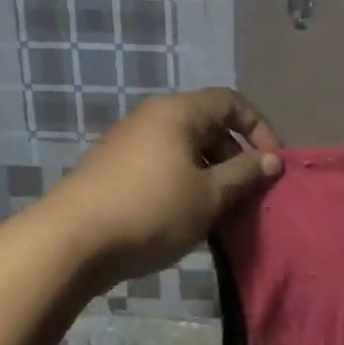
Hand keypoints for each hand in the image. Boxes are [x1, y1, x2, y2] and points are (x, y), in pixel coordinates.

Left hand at [43, 88, 282, 288]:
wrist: (70, 242)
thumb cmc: (152, 211)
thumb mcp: (209, 196)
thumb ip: (245, 174)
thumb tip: (273, 160)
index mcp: (178, 112)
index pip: (231, 102)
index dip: (259, 128)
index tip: (272, 164)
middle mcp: (151, 117)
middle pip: (207, 124)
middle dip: (234, 155)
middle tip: (247, 192)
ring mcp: (127, 142)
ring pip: (183, 148)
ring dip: (210, 173)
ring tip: (219, 210)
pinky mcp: (112, 168)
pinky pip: (161, 165)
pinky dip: (183, 182)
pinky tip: (185, 217)